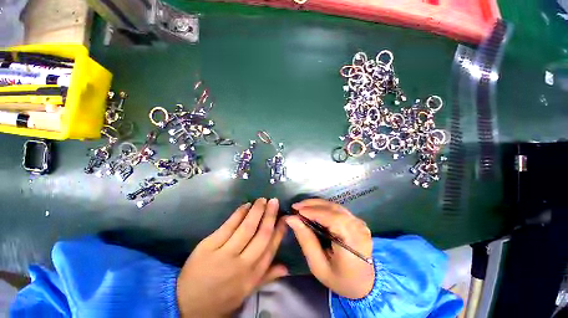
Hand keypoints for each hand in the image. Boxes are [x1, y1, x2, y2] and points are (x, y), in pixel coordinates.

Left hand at [176, 198, 287, 317]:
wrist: (186, 305)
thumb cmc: (221, 298)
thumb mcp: (246, 292)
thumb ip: (266, 277)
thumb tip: (286, 268)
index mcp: (252, 275)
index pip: (271, 248)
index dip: (279, 231)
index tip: (284, 217)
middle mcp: (242, 264)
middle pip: (261, 234)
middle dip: (270, 215)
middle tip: (274, 201)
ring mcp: (225, 254)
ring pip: (246, 227)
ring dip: (256, 210)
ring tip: (262, 200)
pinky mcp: (209, 246)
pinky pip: (228, 225)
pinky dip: (239, 213)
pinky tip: (245, 205)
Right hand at [286, 199, 373, 298]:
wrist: (364, 284)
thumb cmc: (340, 279)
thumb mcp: (318, 266)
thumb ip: (306, 240)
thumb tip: (291, 219)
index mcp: (353, 242)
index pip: (333, 219)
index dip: (314, 212)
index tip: (296, 210)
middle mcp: (358, 228)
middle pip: (333, 208)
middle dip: (312, 205)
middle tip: (296, 206)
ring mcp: (359, 223)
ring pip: (335, 206)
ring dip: (317, 204)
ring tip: (302, 207)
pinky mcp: (356, 221)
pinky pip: (337, 209)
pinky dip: (323, 207)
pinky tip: (313, 209)